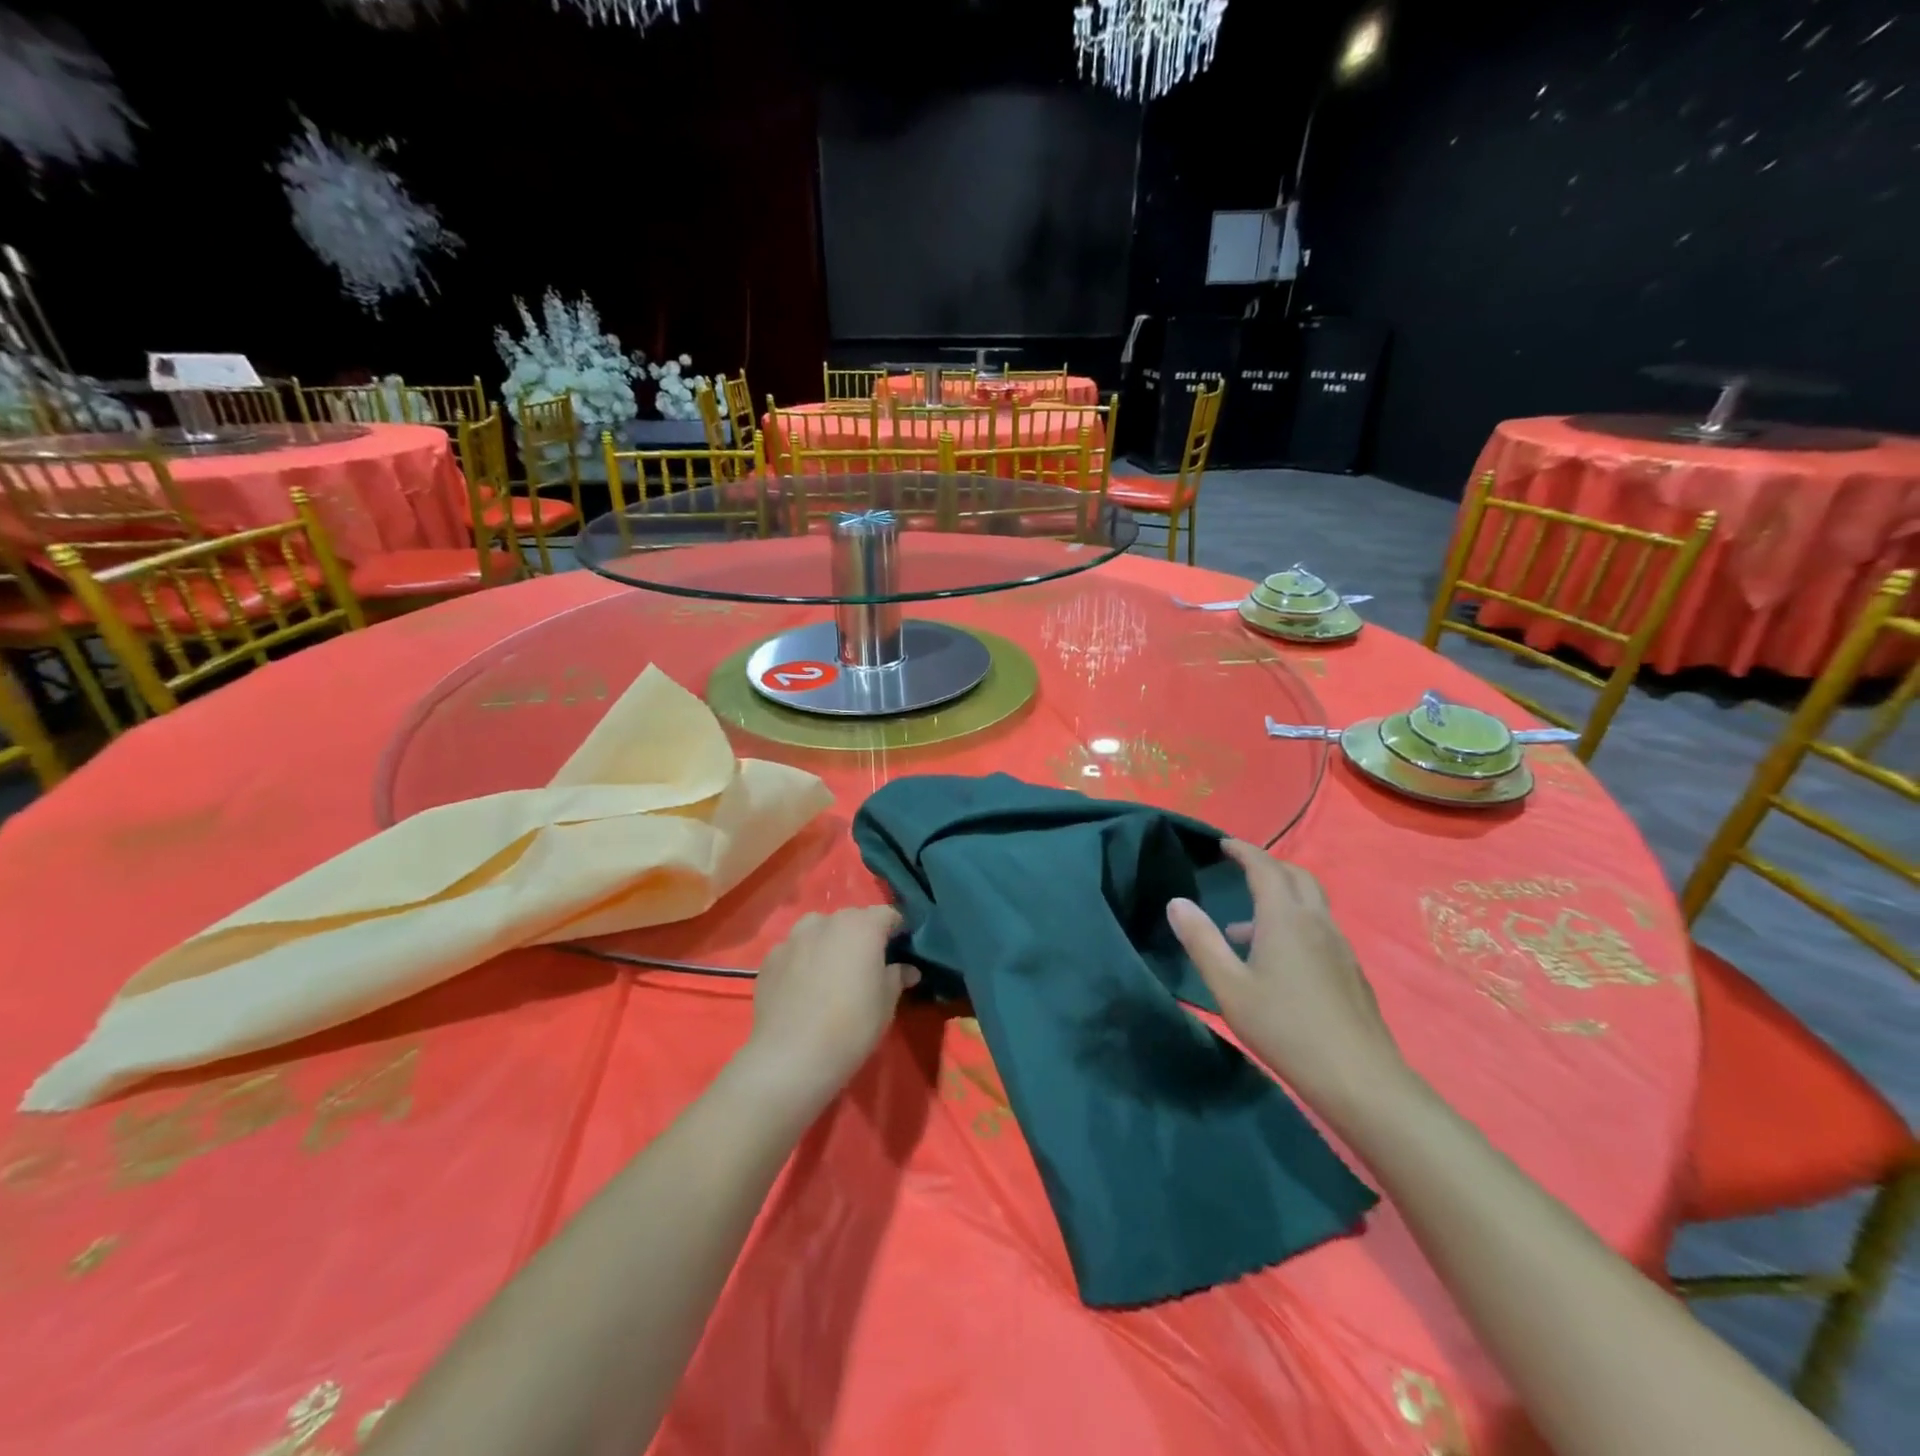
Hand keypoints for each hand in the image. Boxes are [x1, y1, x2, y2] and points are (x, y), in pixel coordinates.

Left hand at [740, 908, 919, 1111]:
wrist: (791, 1057)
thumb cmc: (851, 1026)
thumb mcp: (886, 1004)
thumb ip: (897, 977)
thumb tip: (907, 969)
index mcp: (862, 926)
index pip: (888, 914)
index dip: (898, 929)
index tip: (902, 949)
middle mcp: (826, 921)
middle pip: (852, 919)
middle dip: (862, 935)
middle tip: (866, 964)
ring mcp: (793, 938)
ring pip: (818, 930)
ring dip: (829, 942)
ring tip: (831, 971)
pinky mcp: (770, 958)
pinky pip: (794, 951)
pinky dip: (803, 960)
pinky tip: (803, 987)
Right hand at [1166, 839, 1408, 1115]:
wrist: (1359, 1078)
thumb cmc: (1285, 1028)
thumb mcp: (1229, 987)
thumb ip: (1202, 941)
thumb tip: (1177, 902)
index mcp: (1285, 918)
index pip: (1265, 867)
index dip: (1244, 851)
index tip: (1224, 844)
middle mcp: (1316, 922)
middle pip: (1296, 876)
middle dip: (1268, 866)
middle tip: (1241, 869)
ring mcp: (1340, 946)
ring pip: (1311, 903)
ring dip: (1280, 898)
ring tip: (1244, 928)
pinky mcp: (1351, 970)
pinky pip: (1319, 928)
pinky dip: (1295, 924)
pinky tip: (1278, 962)